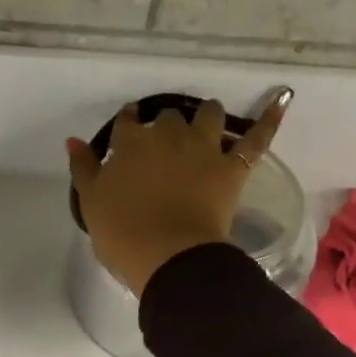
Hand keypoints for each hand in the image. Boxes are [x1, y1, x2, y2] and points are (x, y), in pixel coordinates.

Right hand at [67, 89, 290, 294]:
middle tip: (162, 145)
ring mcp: (204, 148)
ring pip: (209, 114)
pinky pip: (256, 138)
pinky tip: (282, 100)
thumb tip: (74, 141)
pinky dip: (269, 118)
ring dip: (205, 116)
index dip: (126, 125)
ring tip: (204, 125)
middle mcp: (167, 136)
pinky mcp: (232, 168)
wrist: (168, 256)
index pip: (126, 124)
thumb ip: (83, 169)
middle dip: (164, 125)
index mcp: (130, 144)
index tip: (127, 129)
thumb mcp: (91, 203)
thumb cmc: (123, 234)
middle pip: (167, 118)